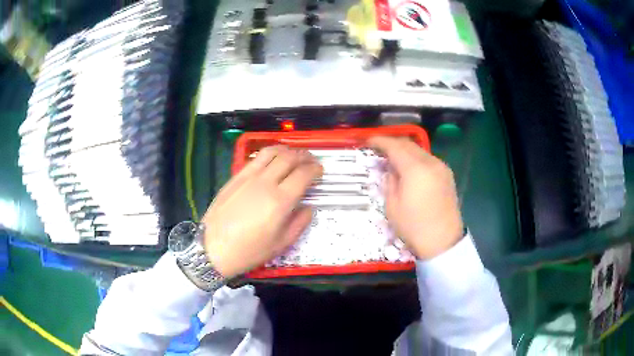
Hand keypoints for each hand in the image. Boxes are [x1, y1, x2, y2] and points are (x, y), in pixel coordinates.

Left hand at [201, 146, 322, 278]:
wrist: (213, 248)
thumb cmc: (249, 250)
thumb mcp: (281, 244)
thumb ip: (300, 223)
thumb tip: (308, 207)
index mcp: (280, 201)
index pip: (304, 174)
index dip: (315, 169)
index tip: (320, 171)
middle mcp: (266, 182)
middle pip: (290, 158)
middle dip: (305, 156)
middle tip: (312, 161)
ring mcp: (248, 176)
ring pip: (272, 152)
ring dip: (287, 150)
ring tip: (294, 155)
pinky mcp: (236, 176)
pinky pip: (256, 158)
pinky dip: (269, 153)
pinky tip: (272, 159)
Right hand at [369, 137, 463, 259]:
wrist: (443, 241)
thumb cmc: (414, 226)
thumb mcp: (392, 206)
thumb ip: (389, 181)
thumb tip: (390, 169)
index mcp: (415, 169)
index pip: (395, 146)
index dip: (380, 141)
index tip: (368, 141)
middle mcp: (431, 162)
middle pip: (408, 144)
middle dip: (392, 143)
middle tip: (378, 149)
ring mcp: (441, 168)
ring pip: (419, 150)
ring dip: (404, 150)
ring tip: (392, 159)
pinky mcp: (447, 175)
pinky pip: (428, 159)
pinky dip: (415, 159)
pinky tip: (409, 168)